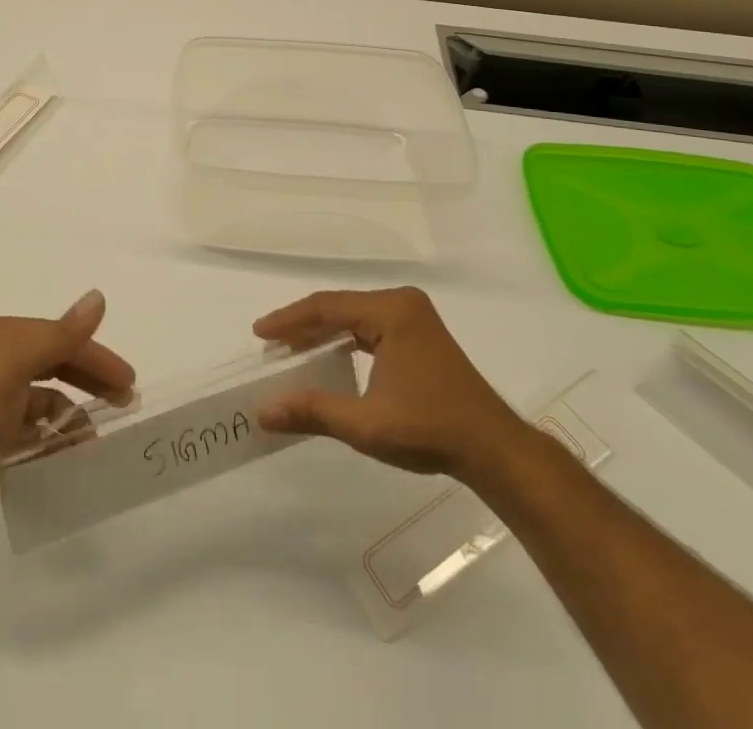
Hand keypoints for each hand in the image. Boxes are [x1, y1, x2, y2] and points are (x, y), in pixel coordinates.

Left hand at [0, 290, 134, 540]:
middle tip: (124, 401)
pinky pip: (36, 430)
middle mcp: (0, 362)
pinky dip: (55, 438)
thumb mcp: (18, 364)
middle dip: (91, 379)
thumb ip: (62, 335)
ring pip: (49, 398)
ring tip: (98, 435)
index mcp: (4, 338)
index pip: (61, 338)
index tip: (127, 381)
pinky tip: (72, 452)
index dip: (96, 356)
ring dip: (75, 412)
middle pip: (58, 364)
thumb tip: (99, 297)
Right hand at [253, 287, 529, 485]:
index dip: (289, 319)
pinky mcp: (419, 333)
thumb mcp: (366, 424)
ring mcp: (413, 316)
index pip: (327, 306)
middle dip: (303, 326)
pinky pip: (371, 327)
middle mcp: (402, 302)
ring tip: (292, 350)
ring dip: (323, 333)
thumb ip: (313, 411)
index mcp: (391, 311)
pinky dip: (346, 340)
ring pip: (355, 316)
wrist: (493, 449)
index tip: (260, 333)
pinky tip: (329, 356)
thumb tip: (263, 412)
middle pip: (340, 307)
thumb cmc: (430, 430)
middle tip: (271, 344)